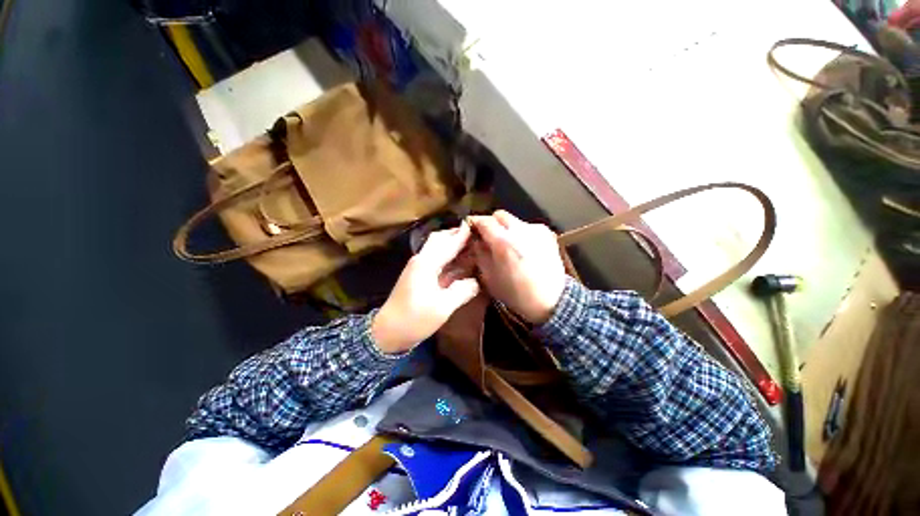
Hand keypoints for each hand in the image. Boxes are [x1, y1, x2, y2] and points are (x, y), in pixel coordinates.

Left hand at [372, 224, 480, 353]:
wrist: (388, 332)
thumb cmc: (415, 319)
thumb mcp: (443, 307)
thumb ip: (462, 291)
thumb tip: (477, 281)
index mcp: (427, 263)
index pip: (449, 244)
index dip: (463, 235)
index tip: (476, 225)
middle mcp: (421, 260)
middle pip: (439, 239)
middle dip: (456, 234)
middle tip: (474, 235)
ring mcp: (418, 267)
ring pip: (436, 247)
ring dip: (451, 243)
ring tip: (469, 244)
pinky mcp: (417, 275)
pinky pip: (435, 258)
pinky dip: (447, 255)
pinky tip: (458, 261)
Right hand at [470, 211, 566, 323]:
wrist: (551, 300)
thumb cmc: (515, 293)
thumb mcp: (489, 277)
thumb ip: (480, 254)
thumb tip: (476, 240)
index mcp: (503, 242)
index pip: (484, 221)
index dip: (474, 222)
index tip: (471, 228)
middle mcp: (520, 230)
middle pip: (499, 215)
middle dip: (491, 223)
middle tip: (489, 237)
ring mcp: (535, 230)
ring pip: (514, 220)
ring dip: (507, 228)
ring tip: (508, 245)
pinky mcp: (547, 234)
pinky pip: (527, 227)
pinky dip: (521, 233)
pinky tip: (524, 248)